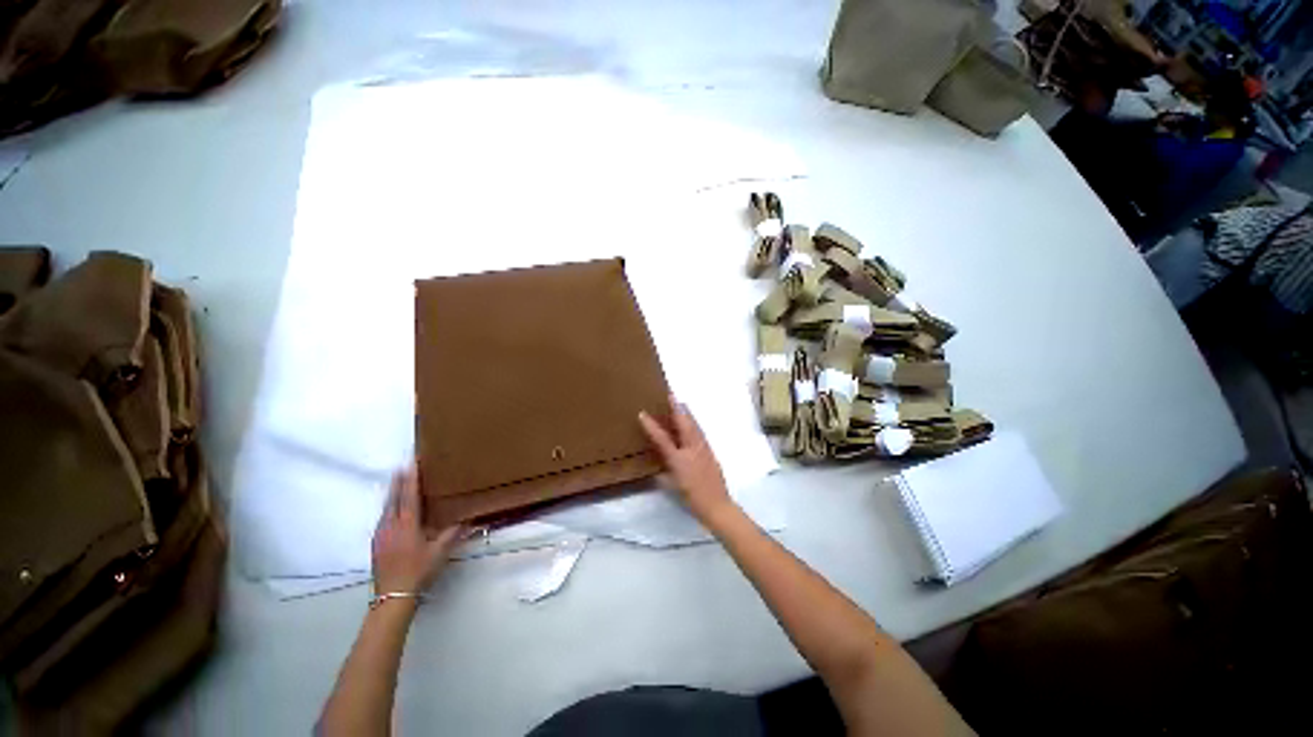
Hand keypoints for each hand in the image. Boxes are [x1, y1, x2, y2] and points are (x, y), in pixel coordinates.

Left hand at [372, 466, 463, 594]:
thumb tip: (469, 521)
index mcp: (407, 524)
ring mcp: (381, 534)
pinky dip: (389, 507)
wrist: (392, 596)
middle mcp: (391, 524)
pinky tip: (392, 510)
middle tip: (402, 466)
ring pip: (386, 507)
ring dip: (392, 493)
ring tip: (397, 483)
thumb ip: (452, 534)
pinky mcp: (376, 543)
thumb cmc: (418, 571)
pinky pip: (383, 518)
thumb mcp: (439, 552)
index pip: (409, 495)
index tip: (413, 462)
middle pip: (393, 498)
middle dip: (398, 481)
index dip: (411, 478)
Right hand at [638, 395, 735, 521]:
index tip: (642, 413)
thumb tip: (660, 459)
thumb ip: (664, 470)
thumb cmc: (692, 497)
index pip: (662, 438)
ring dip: (686, 413)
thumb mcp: (673, 485)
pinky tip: (692, 423)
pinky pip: (699, 432)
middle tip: (670, 394)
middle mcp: (692, 449)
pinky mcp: (709, 452)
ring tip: (681, 403)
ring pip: (694, 425)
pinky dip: (693, 423)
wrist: (717, 504)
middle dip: (677, 408)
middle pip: (684, 423)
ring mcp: (703, 448)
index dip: (651, 426)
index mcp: (679, 458)